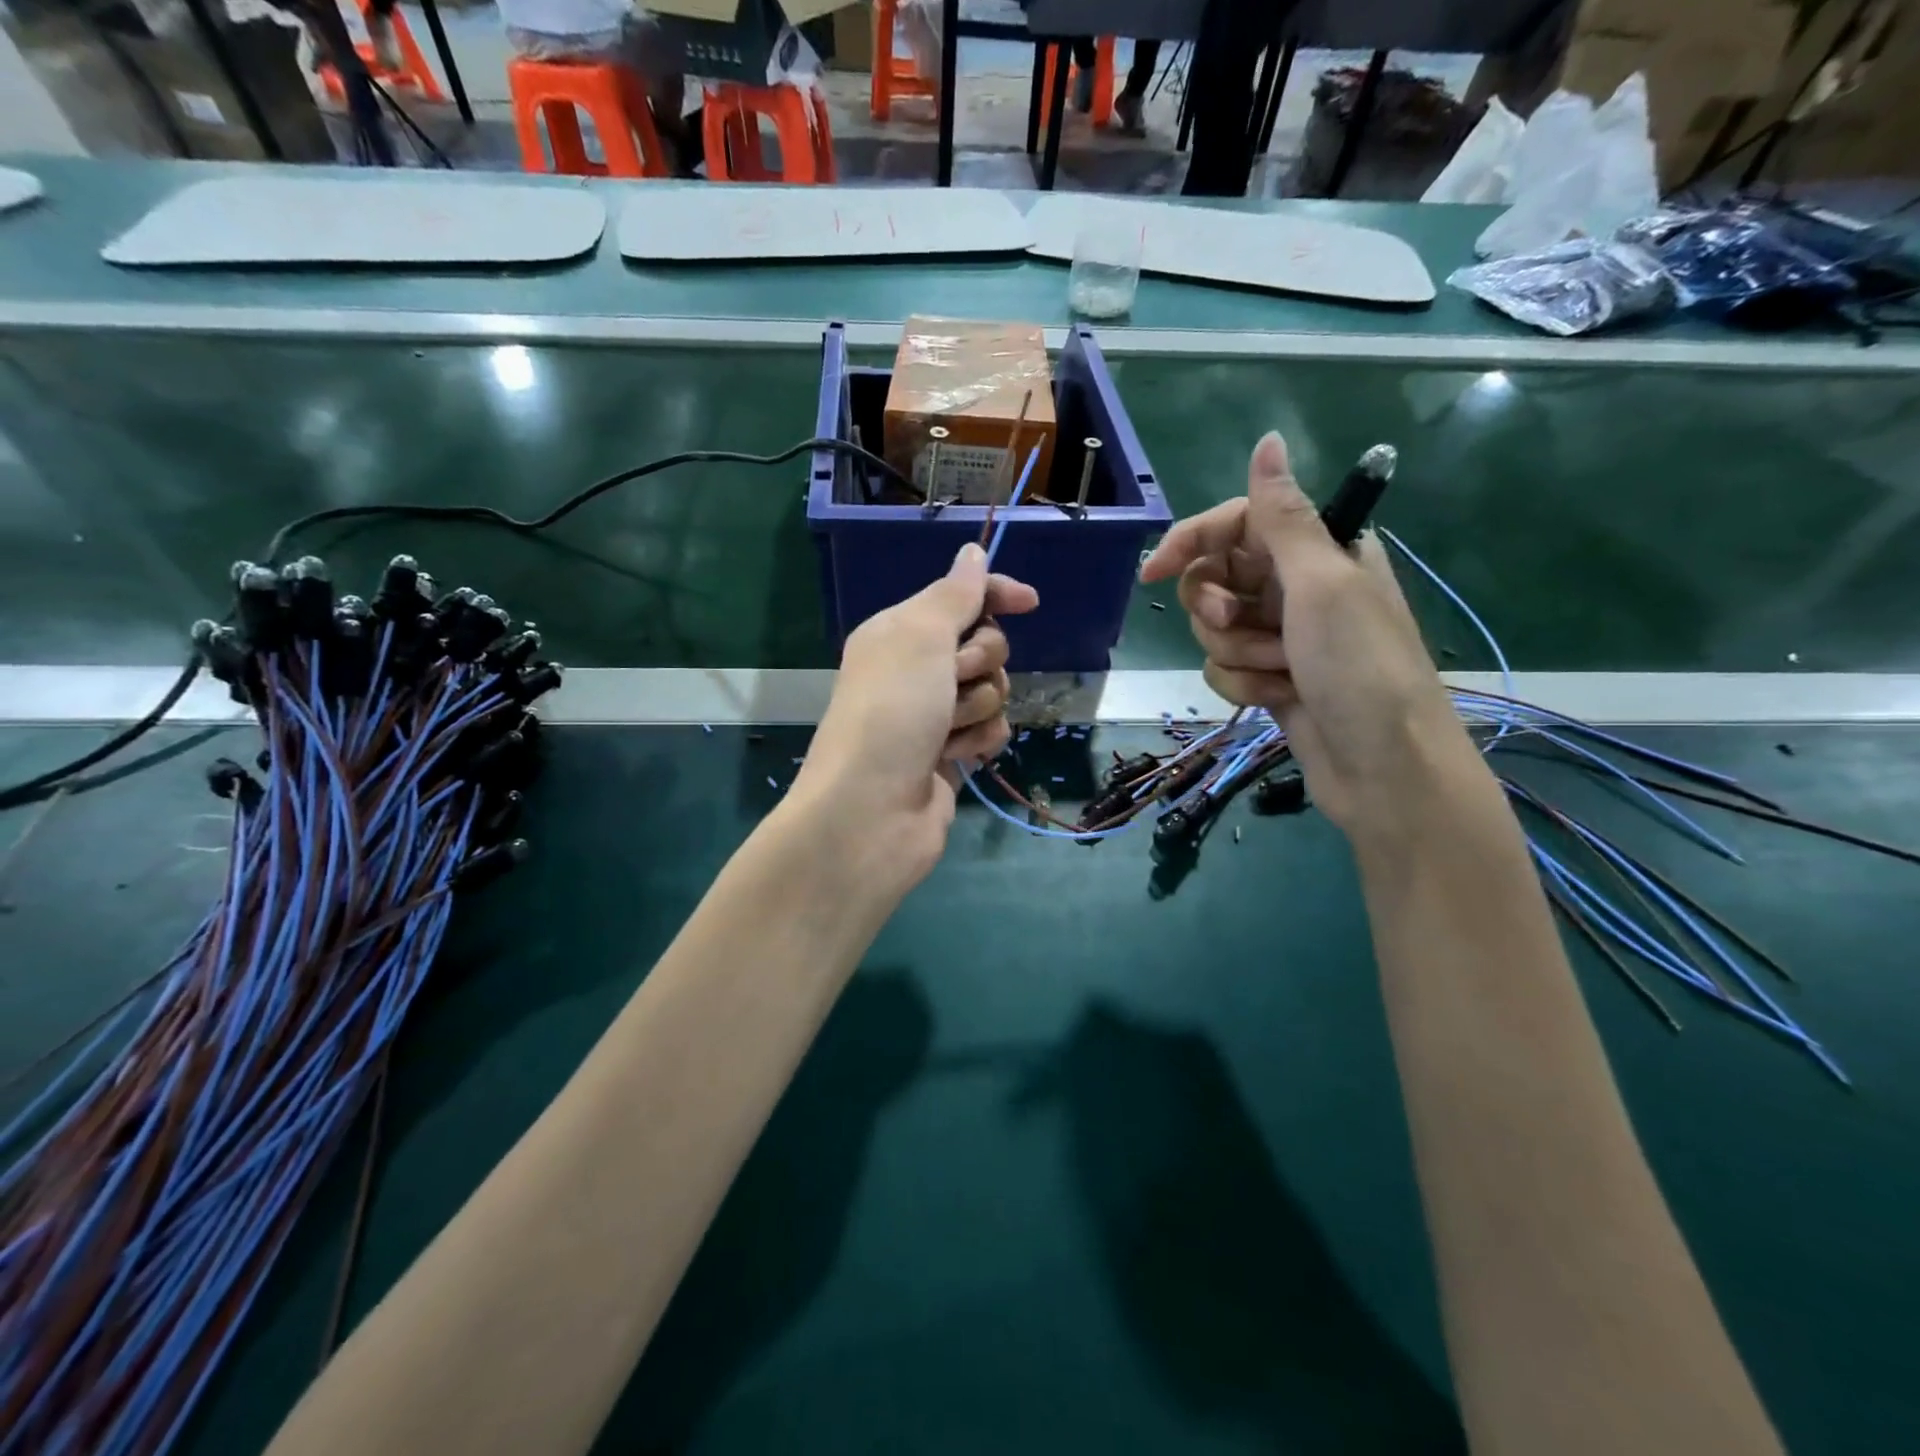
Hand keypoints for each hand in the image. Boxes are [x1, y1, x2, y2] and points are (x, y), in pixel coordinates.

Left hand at [790, 542, 1039, 893]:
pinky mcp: (951, 754)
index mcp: (900, 632)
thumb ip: (954, 594)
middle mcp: (916, 669)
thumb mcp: (920, 637)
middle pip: (985, 644)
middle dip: (981, 662)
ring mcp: (934, 715)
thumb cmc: (891, 712)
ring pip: (993, 690)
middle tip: (952, 680)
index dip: (994, 594)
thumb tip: (972, 552)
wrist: (870, 812)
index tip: (1029, 602)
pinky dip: (980, 741)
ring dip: (978, 707)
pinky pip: (991, 730)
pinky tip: (959, 757)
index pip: (959, 597)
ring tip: (945, 731)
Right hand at [1139, 432, 1477, 839]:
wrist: (1383, 768)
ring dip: (1237, 652)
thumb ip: (1283, 516)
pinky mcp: (1270, 678)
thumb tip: (1269, 440)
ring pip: (1215, 628)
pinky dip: (1244, 684)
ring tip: (1280, 671)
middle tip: (1237, 622)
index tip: (1154, 572)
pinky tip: (1278, 699)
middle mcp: (1297, 587)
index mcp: (1317, 550)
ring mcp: (1283, 636)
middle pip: (1216, 577)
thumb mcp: (1321, 583)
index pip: (1236, 524)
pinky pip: (1224, 667)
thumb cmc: (1360, 667)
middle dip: (1217, 607)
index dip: (1192, 541)